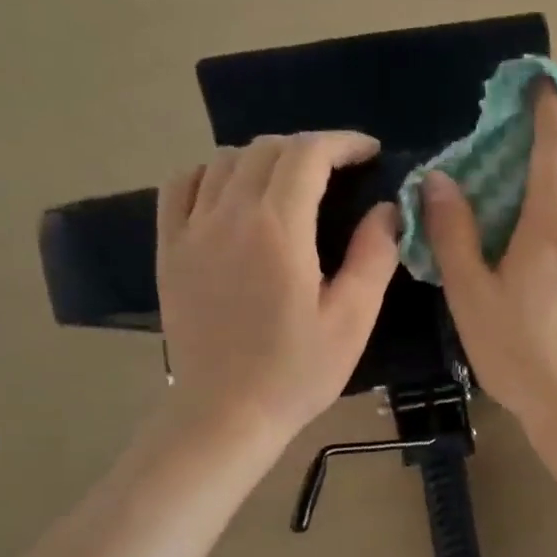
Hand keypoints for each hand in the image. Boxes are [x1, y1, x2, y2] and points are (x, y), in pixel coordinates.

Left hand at [157, 131, 398, 444]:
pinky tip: (232, 192)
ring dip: (264, 158)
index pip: (308, 154)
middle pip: (267, 149)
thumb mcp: (351, 320)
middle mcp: (230, 215)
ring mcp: (192, 230)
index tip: (369, 152)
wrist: (225, 413)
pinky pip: (182, 185)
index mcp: (279, 229)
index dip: (343, 142)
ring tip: (292, 182)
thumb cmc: (296, 372)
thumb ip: (373, 256)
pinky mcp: (169, 250)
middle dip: (309, 147)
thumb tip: (387, 208)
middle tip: (339, 171)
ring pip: (224, 160)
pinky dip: (211, 173)